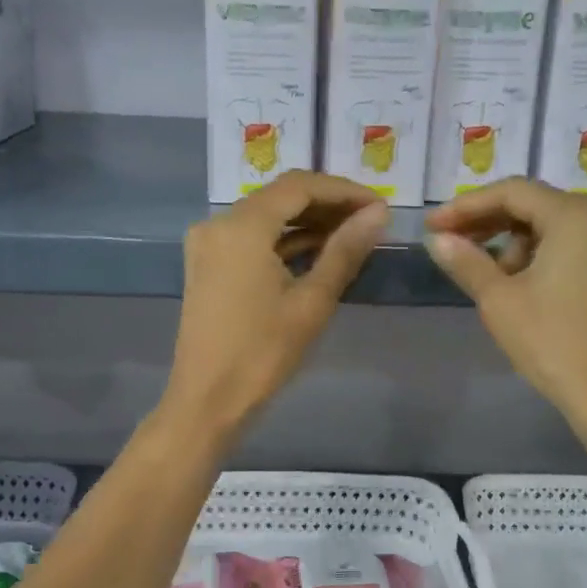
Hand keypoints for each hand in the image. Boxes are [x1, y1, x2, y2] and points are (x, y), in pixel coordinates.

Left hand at [162, 172, 388, 443]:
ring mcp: (208, 245)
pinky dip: (283, 242)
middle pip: (280, 197)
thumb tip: (379, 214)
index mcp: (241, 226)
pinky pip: (251, 239)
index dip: (343, 190)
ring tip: (351, 236)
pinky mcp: (208, 266)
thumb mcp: (312, 302)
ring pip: (266, 218)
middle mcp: (218, 224)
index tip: (379, 206)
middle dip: (326, 204)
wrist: (207, 401)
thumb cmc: (262, 353)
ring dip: (306, 223)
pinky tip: (317, 253)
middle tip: (369, 221)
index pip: (299, 186)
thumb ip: (345, 251)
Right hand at [424, 178, 586, 434]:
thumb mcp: (499, 299)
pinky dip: (539, 255)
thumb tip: (436, 239)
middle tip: (450, 244)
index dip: (466, 205)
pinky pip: (572, 246)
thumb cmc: (553, 342)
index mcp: (575, 215)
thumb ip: (466, 261)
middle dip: (488, 222)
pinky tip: (518, 285)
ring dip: (512, 242)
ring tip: (487, 277)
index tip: (432, 225)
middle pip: (534, 204)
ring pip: (552, 226)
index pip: (511, 192)